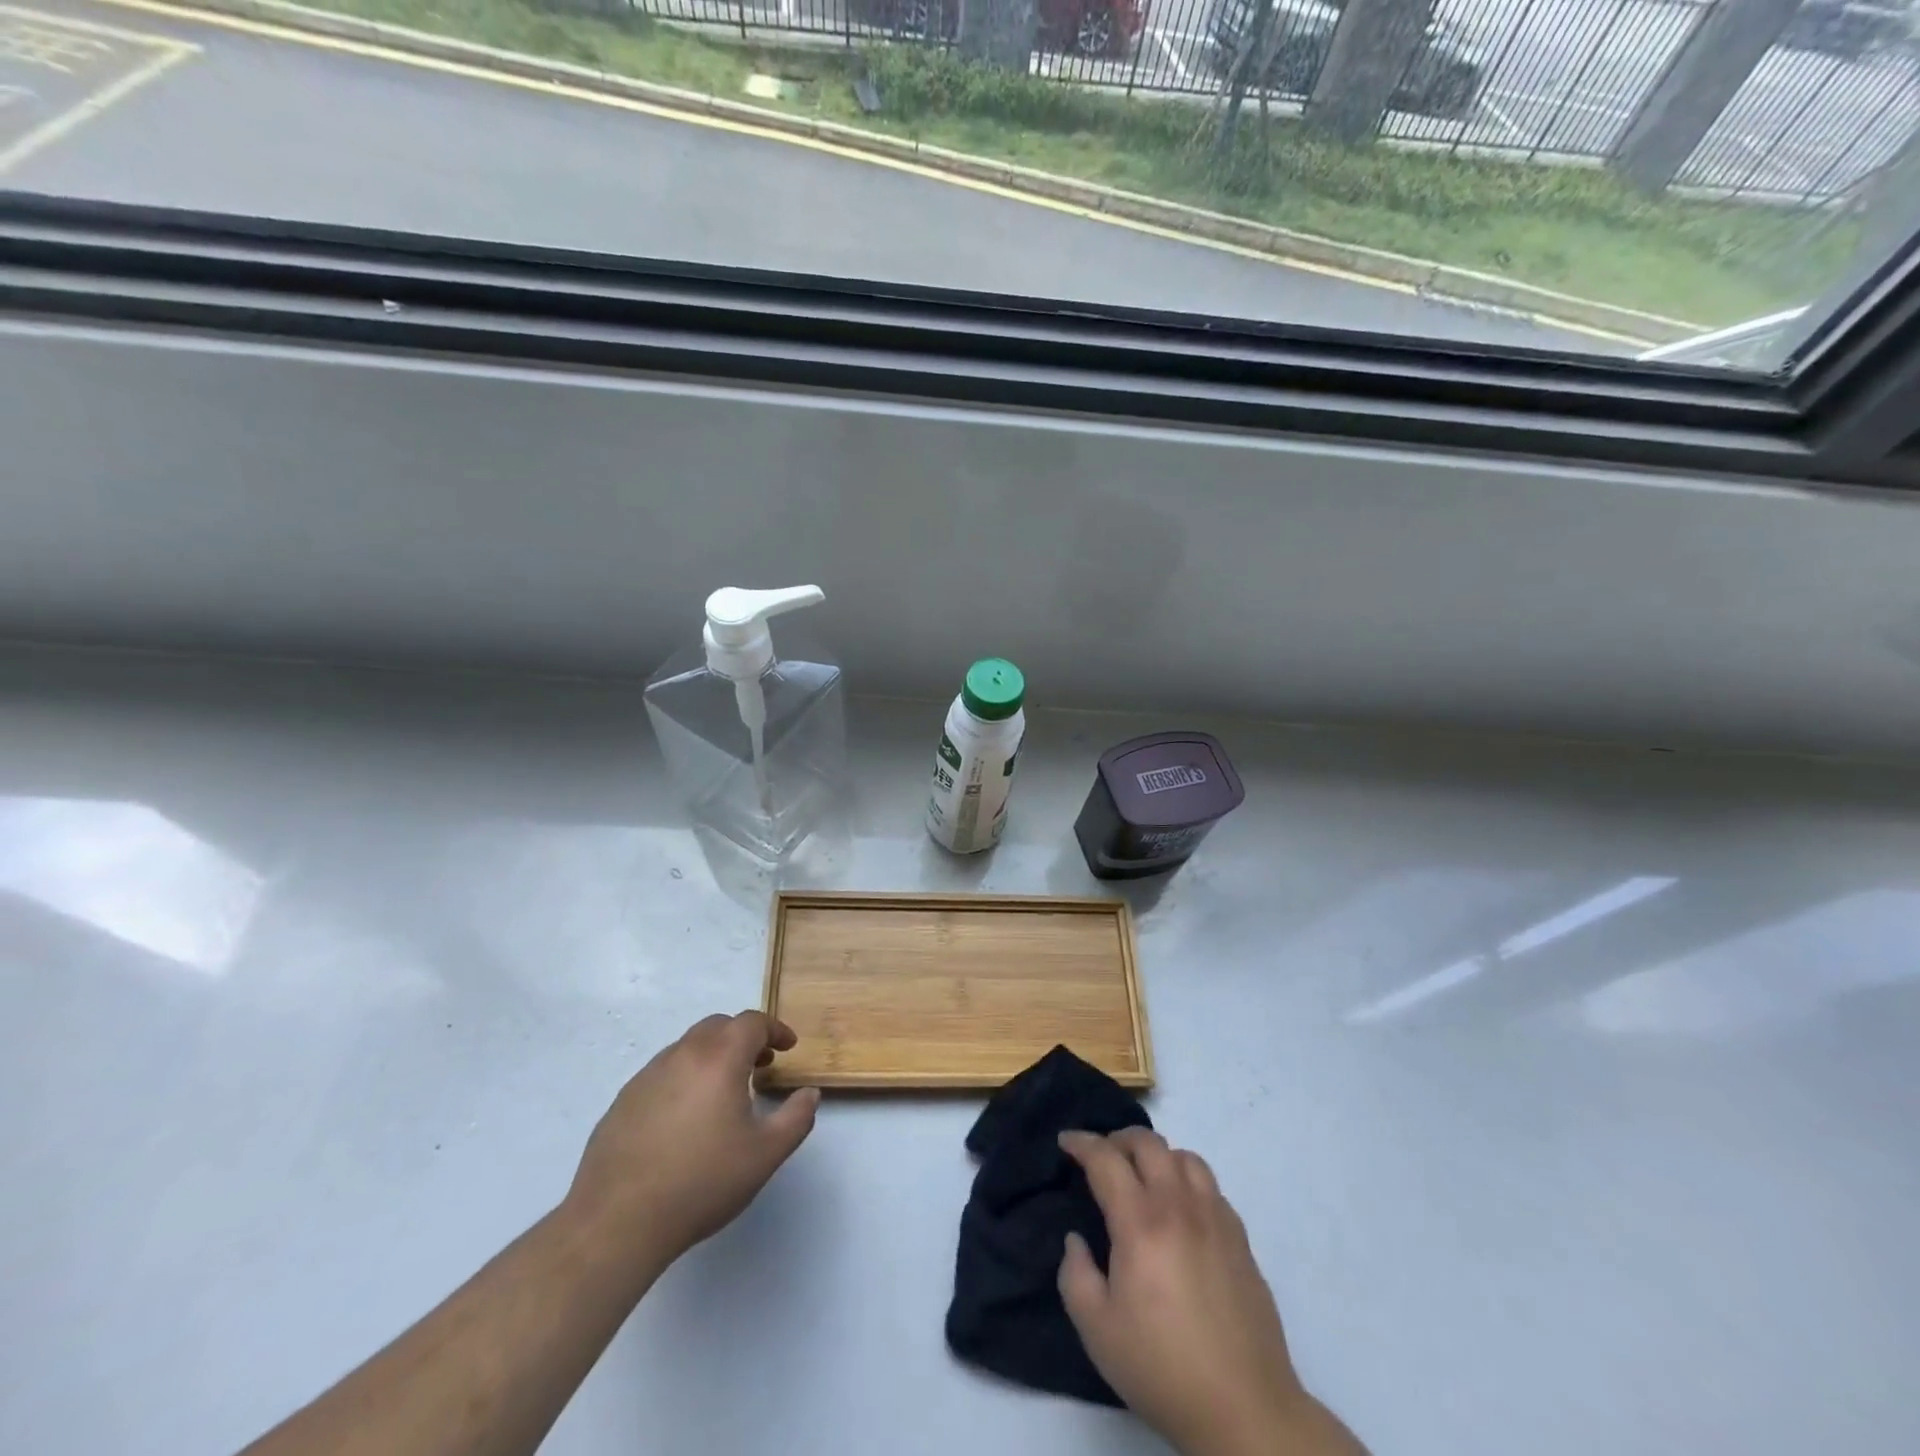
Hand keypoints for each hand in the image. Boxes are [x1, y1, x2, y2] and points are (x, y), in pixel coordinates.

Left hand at [564, 1011, 819, 1279]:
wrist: (617, 1222)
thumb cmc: (701, 1182)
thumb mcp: (765, 1155)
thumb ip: (796, 1118)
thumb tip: (809, 1094)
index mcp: (719, 1058)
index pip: (752, 1022)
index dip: (775, 1029)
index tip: (788, 1047)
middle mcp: (682, 1054)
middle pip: (718, 1026)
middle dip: (743, 1037)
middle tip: (759, 1063)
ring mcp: (647, 1076)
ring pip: (687, 1047)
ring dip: (712, 1056)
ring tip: (724, 1092)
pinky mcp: (623, 1101)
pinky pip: (662, 1073)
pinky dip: (684, 1078)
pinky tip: (685, 1119)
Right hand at [1058, 1129, 1363, 1455]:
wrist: (1245, 1410)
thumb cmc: (1162, 1369)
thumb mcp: (1097, 1330)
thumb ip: (1075, 1275)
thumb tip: (1076, 1241)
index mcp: (1140, 1222)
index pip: (1105, 1159)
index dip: (1081, 1143)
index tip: (1066, 1141)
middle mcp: (1179, 1206)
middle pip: (1148, 1143)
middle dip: (1118, 1139)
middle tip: (1102, 1158)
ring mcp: (1215, 1218)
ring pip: (1184, 1156)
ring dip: (1157, 1156)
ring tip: (1144, 1178)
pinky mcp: (1240, 1239)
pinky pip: (1211, 1186)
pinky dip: (1187, 1180)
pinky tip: (1181, 1209)